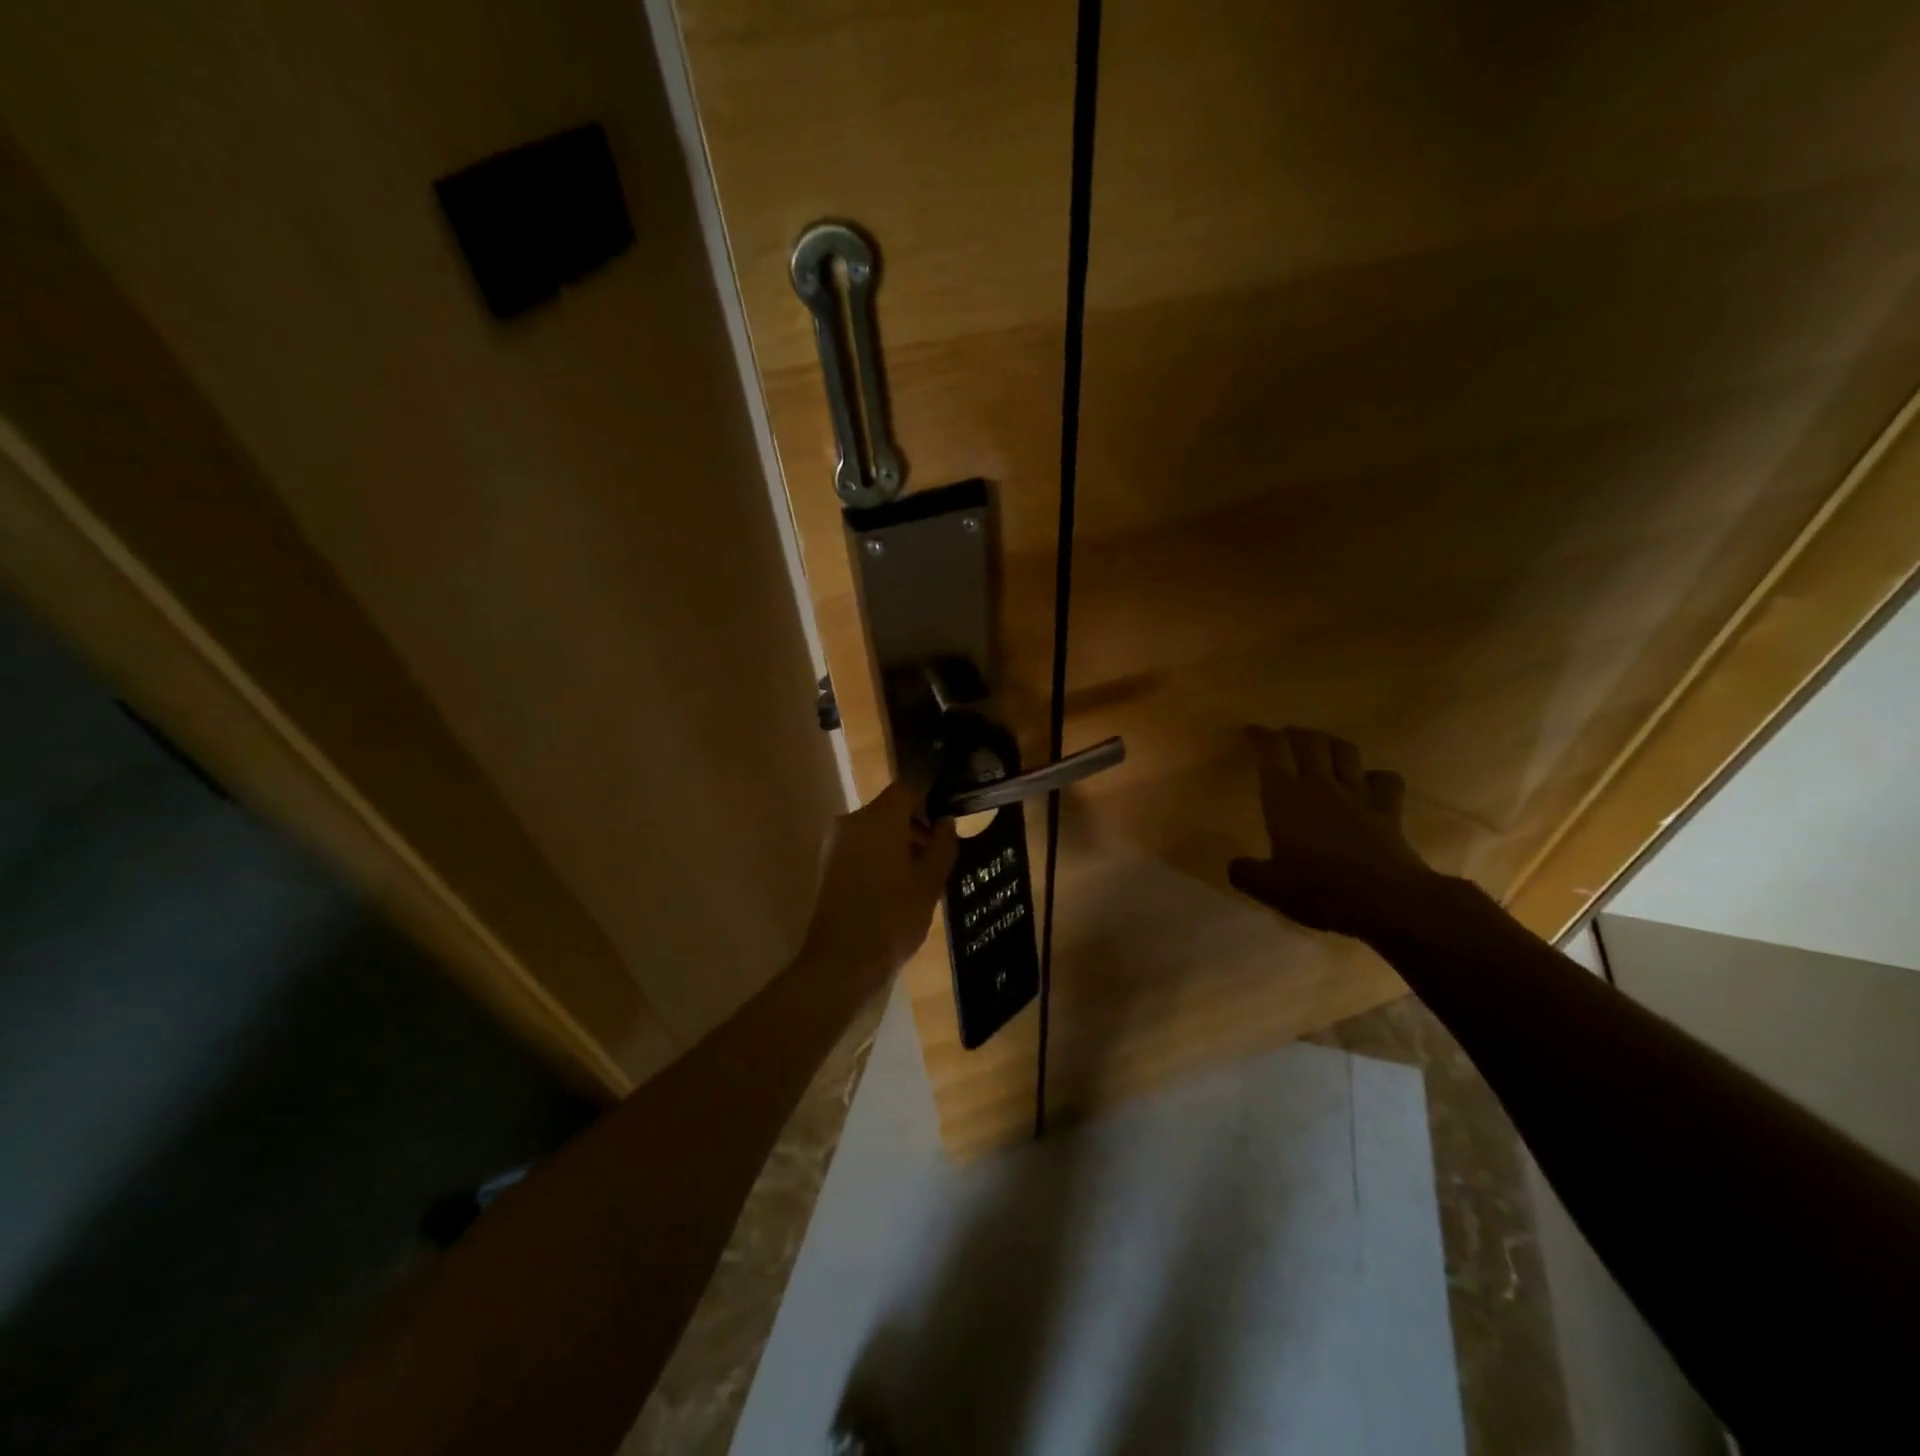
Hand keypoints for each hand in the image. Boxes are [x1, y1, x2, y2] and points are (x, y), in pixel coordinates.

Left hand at [802, 782, 958, 985]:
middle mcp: (851, 822)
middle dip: (913, 828)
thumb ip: (942, 845)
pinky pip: (859, 848)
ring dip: (896, 845)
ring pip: (873, 831)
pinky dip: (877, 858)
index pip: (906, 790)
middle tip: (935, 859)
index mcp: (878, 818)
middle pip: (888, 811)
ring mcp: (834, 844)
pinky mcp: (827, 866)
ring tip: (917, 879)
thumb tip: (946, 822)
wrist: (842, 960)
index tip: (942, 831)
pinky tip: (893, 890)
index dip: (927, 804)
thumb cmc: (893, 916)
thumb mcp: (930, 882)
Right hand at [1228, 725, 1439, 940]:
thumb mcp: (1270, 888)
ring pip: (1346, 752)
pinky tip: (1368, 782)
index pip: (1272, 751)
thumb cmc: (1319, 889)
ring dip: (1332, 743)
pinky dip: (1375, 775)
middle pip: (1310, 742)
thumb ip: (1246, 873)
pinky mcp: (1388, 812)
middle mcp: (1321, 787)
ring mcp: (1358, 796)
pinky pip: (1385, 780)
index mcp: (1285, 798)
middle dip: (1295, 733)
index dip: (1261, 736)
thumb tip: (1234, 866)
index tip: (1252, 731)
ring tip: (1323, 747)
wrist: (1386, 901)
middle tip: (1285, 735)